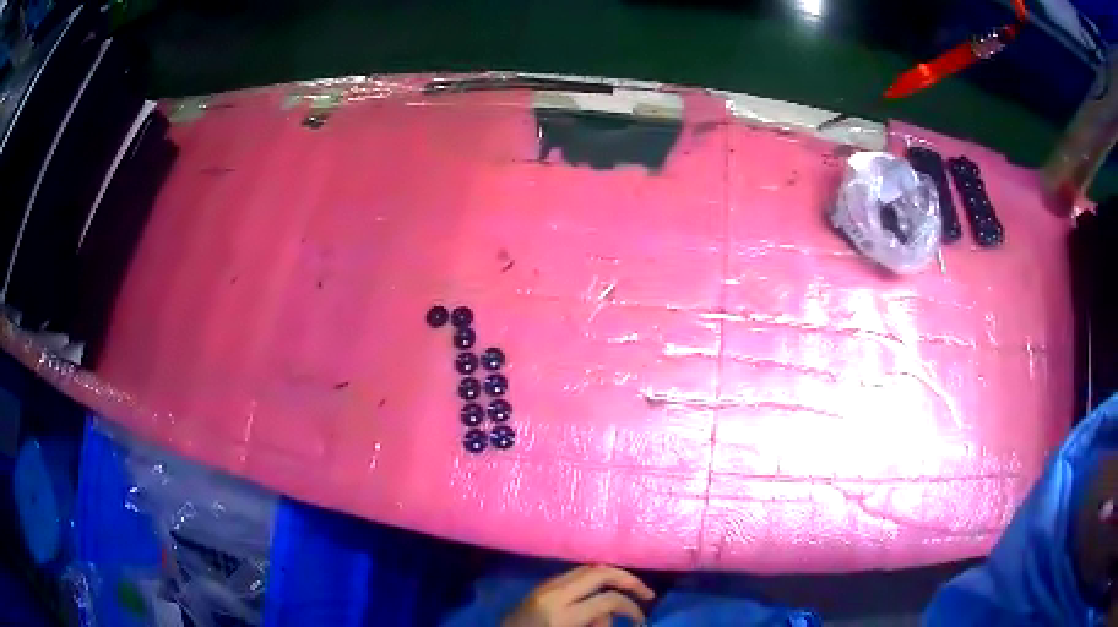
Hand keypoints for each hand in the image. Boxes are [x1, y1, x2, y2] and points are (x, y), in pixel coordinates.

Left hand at [502, 565, 654, 626]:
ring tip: (625, 594)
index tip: (641, 620)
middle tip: (646, 594)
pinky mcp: (538, 587)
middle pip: (599, 572)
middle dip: (627, 580)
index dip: (631, 608)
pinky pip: (571, 576)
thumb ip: (595, 626)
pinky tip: (600, 593)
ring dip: (609, 578)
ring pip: (586, 569)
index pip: (608, 599)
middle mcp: (553, 593)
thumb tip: (609, 617)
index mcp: (561, 613)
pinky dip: (591, 581)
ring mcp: (543, 587)